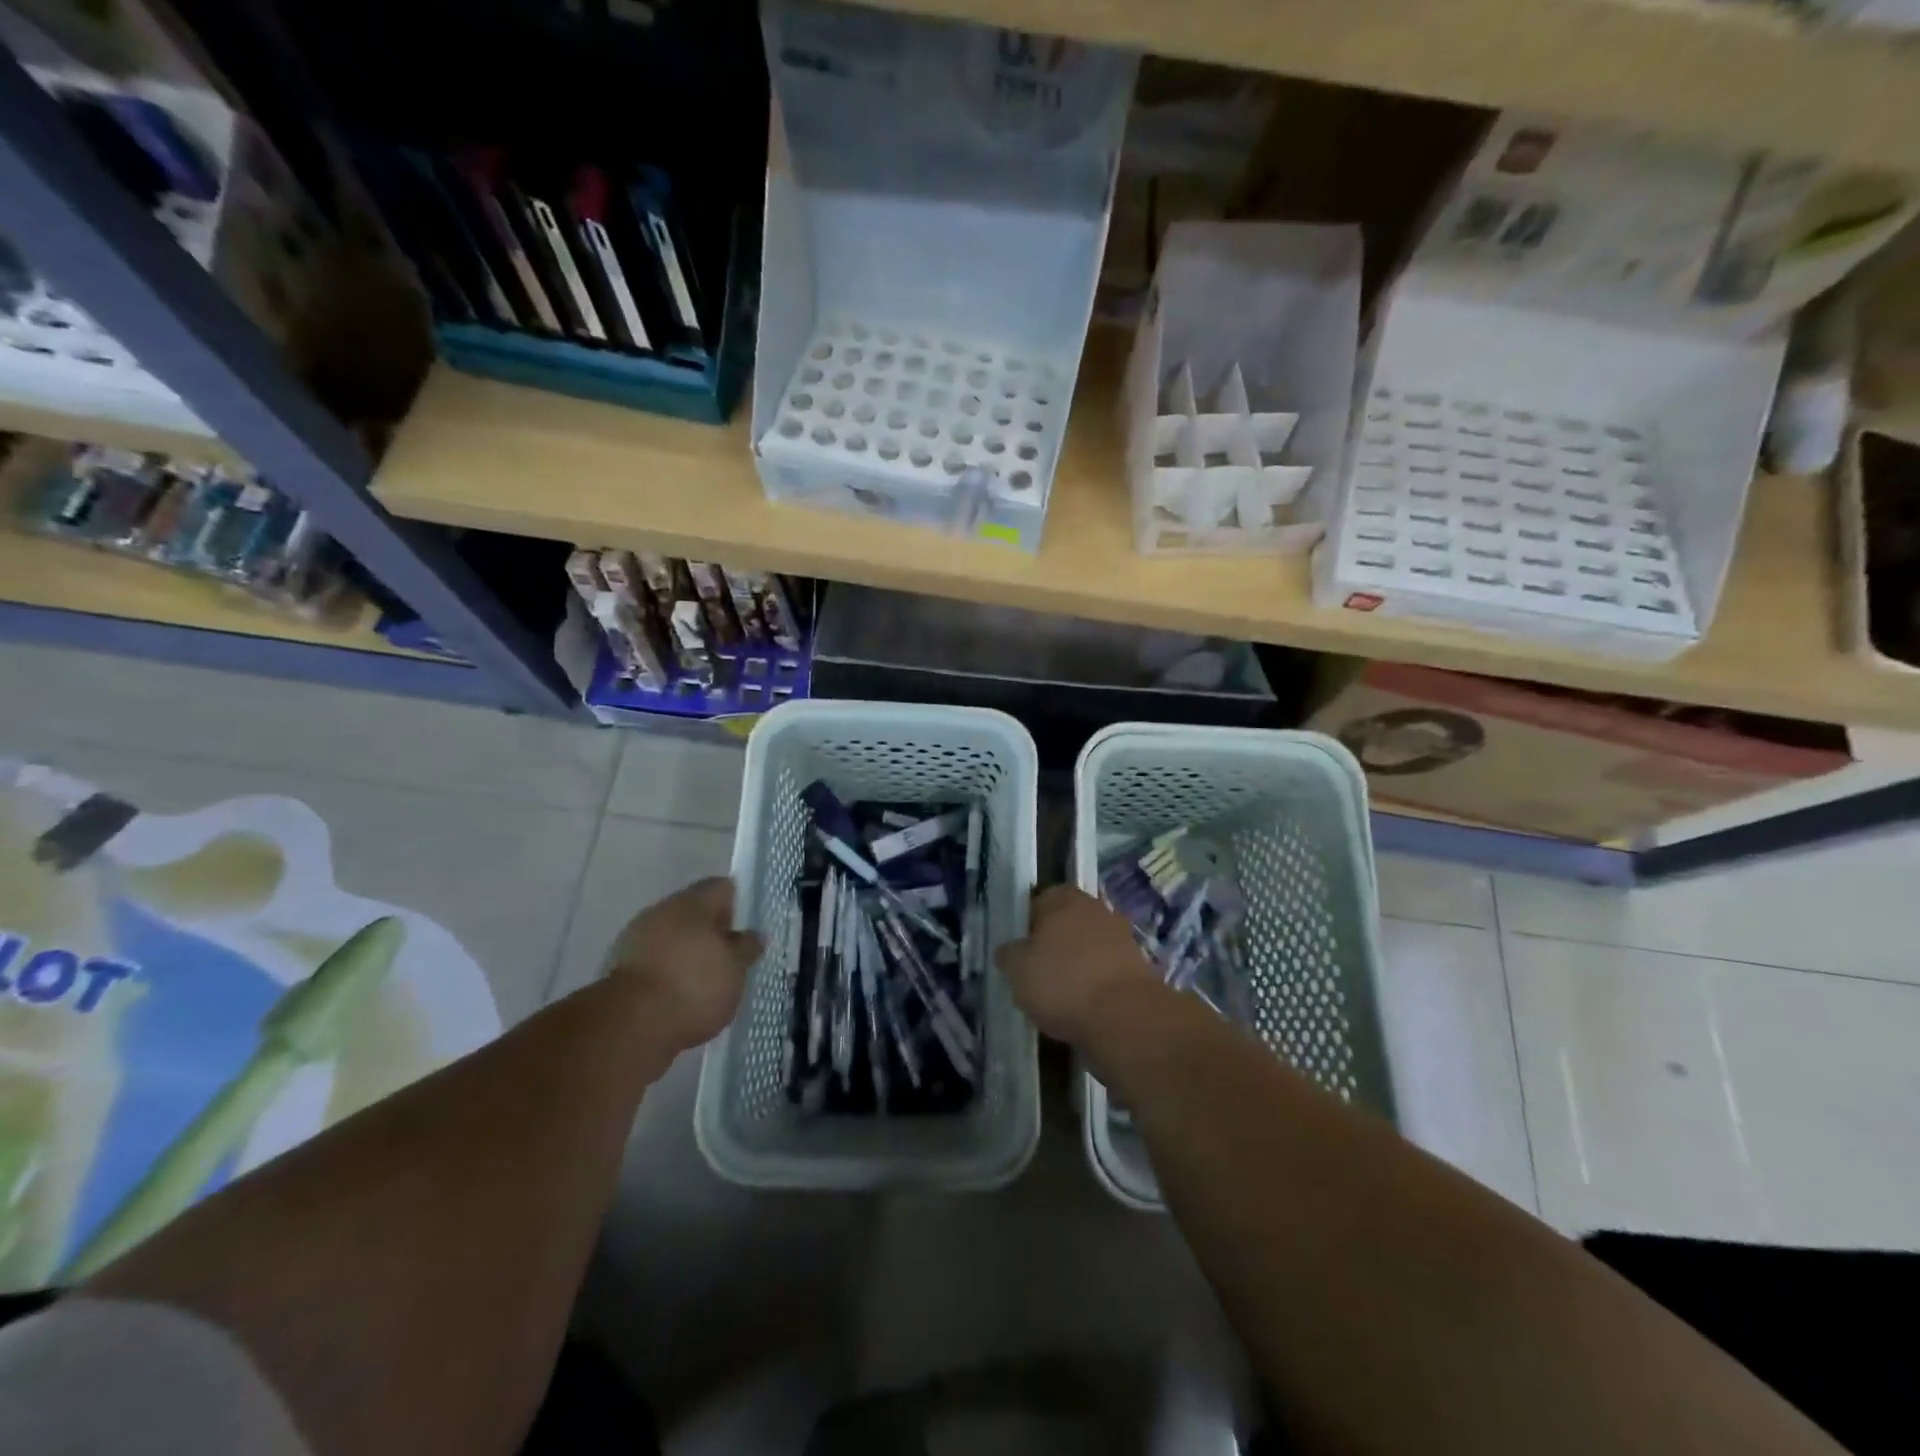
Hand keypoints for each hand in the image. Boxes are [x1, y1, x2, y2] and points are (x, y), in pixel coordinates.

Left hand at [604, 877, 761, 1050]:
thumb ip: (746, 948)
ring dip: (688, 953)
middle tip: (730, 957)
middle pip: (693, 912)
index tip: (747, 928)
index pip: (720, 888)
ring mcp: (636, 940)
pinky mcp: (620, 971)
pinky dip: (669, 972)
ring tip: (708, 980)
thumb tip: (753, 935)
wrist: (630, 1027)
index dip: (737, 903)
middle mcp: (661, 912)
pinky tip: (682, 995)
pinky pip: (655, 962)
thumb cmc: (694, 986)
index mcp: (691, 902)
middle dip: (711, 931)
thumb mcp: (735, 969)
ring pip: (672, 937)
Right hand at [996, 885, 1161, 1045]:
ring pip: (1088, 947)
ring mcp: (1121, 937)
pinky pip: (1105, 971)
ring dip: (1075, 965)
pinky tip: (1083, 1007)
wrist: (1125, 1017)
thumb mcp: (1017, 970)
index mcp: (1065, 899)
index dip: (1028, 923)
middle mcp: (1096, 909)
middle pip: (1067, 923)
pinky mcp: (1138, 967)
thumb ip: (1009, 954)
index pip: (1041, 899)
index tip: (1019, 950)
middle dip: (1053, 944)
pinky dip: (1094, 984)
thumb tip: (1009, 950)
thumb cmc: (1062, 982)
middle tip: (1036, 972)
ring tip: (1058, 996)